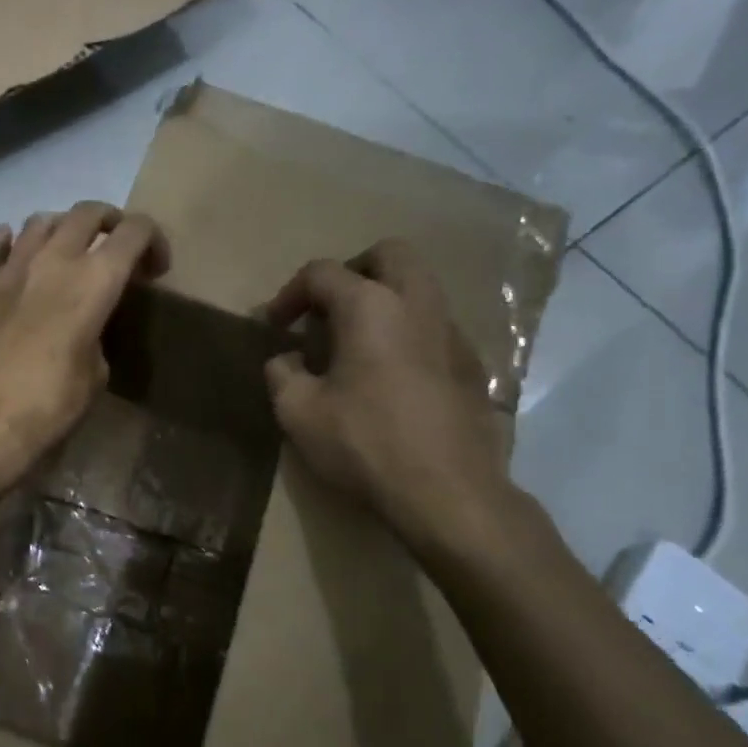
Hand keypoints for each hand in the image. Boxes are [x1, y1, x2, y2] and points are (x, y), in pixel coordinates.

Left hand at [0, 201, 169, 495]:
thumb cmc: (47, 406)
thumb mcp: (94, 377)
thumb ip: (96, 338)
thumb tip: (84, 331)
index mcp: (94, 281)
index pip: (135, 231)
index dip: (153, 241)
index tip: (154, 269)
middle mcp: (54, 259)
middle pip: (88, 212)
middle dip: (109, 223)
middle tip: (113, 249)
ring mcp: (8, 265)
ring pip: (40, 221)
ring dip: (60, 229)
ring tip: (62, 253)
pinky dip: (9, 241)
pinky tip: (11, 251)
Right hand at [263, 240, 516, 559]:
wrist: (448, 492)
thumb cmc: (364, 444)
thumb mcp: (298, 412)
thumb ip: (282, 374)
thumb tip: (286, 359)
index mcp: (370, 306)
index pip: (322, 273)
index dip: (289, 294)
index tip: (275, 327)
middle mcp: (417, 303)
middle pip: (388, 254)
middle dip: (352, 271)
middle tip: (328, 309)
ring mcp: (452, 332)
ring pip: (420, 286)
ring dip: (384, 298)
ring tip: (357, 342)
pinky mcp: (472, 364)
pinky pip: (435, 326)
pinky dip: (408, 331)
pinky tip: (392, 375)